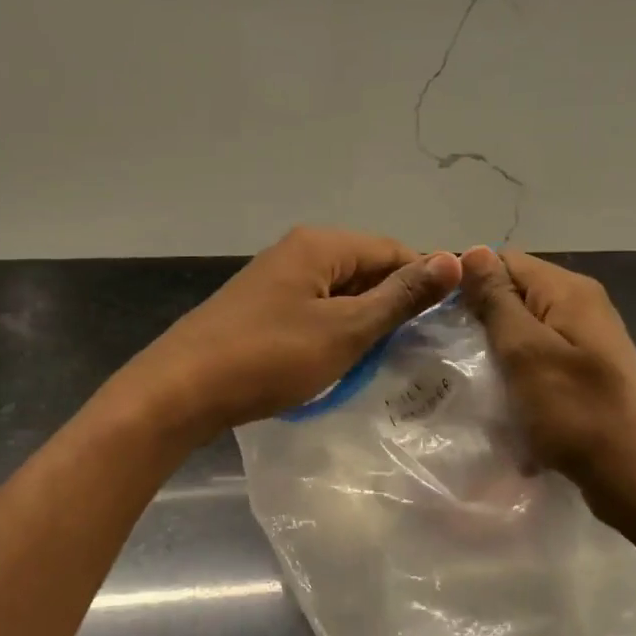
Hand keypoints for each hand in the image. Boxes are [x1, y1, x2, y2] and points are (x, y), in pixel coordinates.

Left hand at [124, 227, 462, 444]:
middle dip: (393, 305)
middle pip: (366, 268)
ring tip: (383, 360)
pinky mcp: (261, 308)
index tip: (445, 325)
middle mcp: (298, 251)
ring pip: (340, 293)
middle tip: (417, 350)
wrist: (181, 390)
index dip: (424, 284)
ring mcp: (276, 279)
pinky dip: (335, 331)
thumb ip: (400, 296)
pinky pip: (315, 310)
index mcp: (321, 245)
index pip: (393, 251)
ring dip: (364, 322)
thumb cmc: (269, 357)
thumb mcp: (345, 329)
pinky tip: (341, 361)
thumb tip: (454, 258)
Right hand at [459, 246, 635, 535]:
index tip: (435, 315)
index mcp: (569, 291)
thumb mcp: (527, 352)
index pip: (505, 261)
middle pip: (516, 295)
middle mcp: (582, 306)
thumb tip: (473, 250)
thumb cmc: (578, 412)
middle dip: (480, 320)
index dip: (467, 282)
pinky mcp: (586, 374)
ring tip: (468, 378)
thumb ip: (497, 301)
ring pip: (525, 331)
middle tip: (446, 351)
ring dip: (497, 352)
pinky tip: (502, 401)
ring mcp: (586, 342)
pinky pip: (539, 361)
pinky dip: (518, 376)